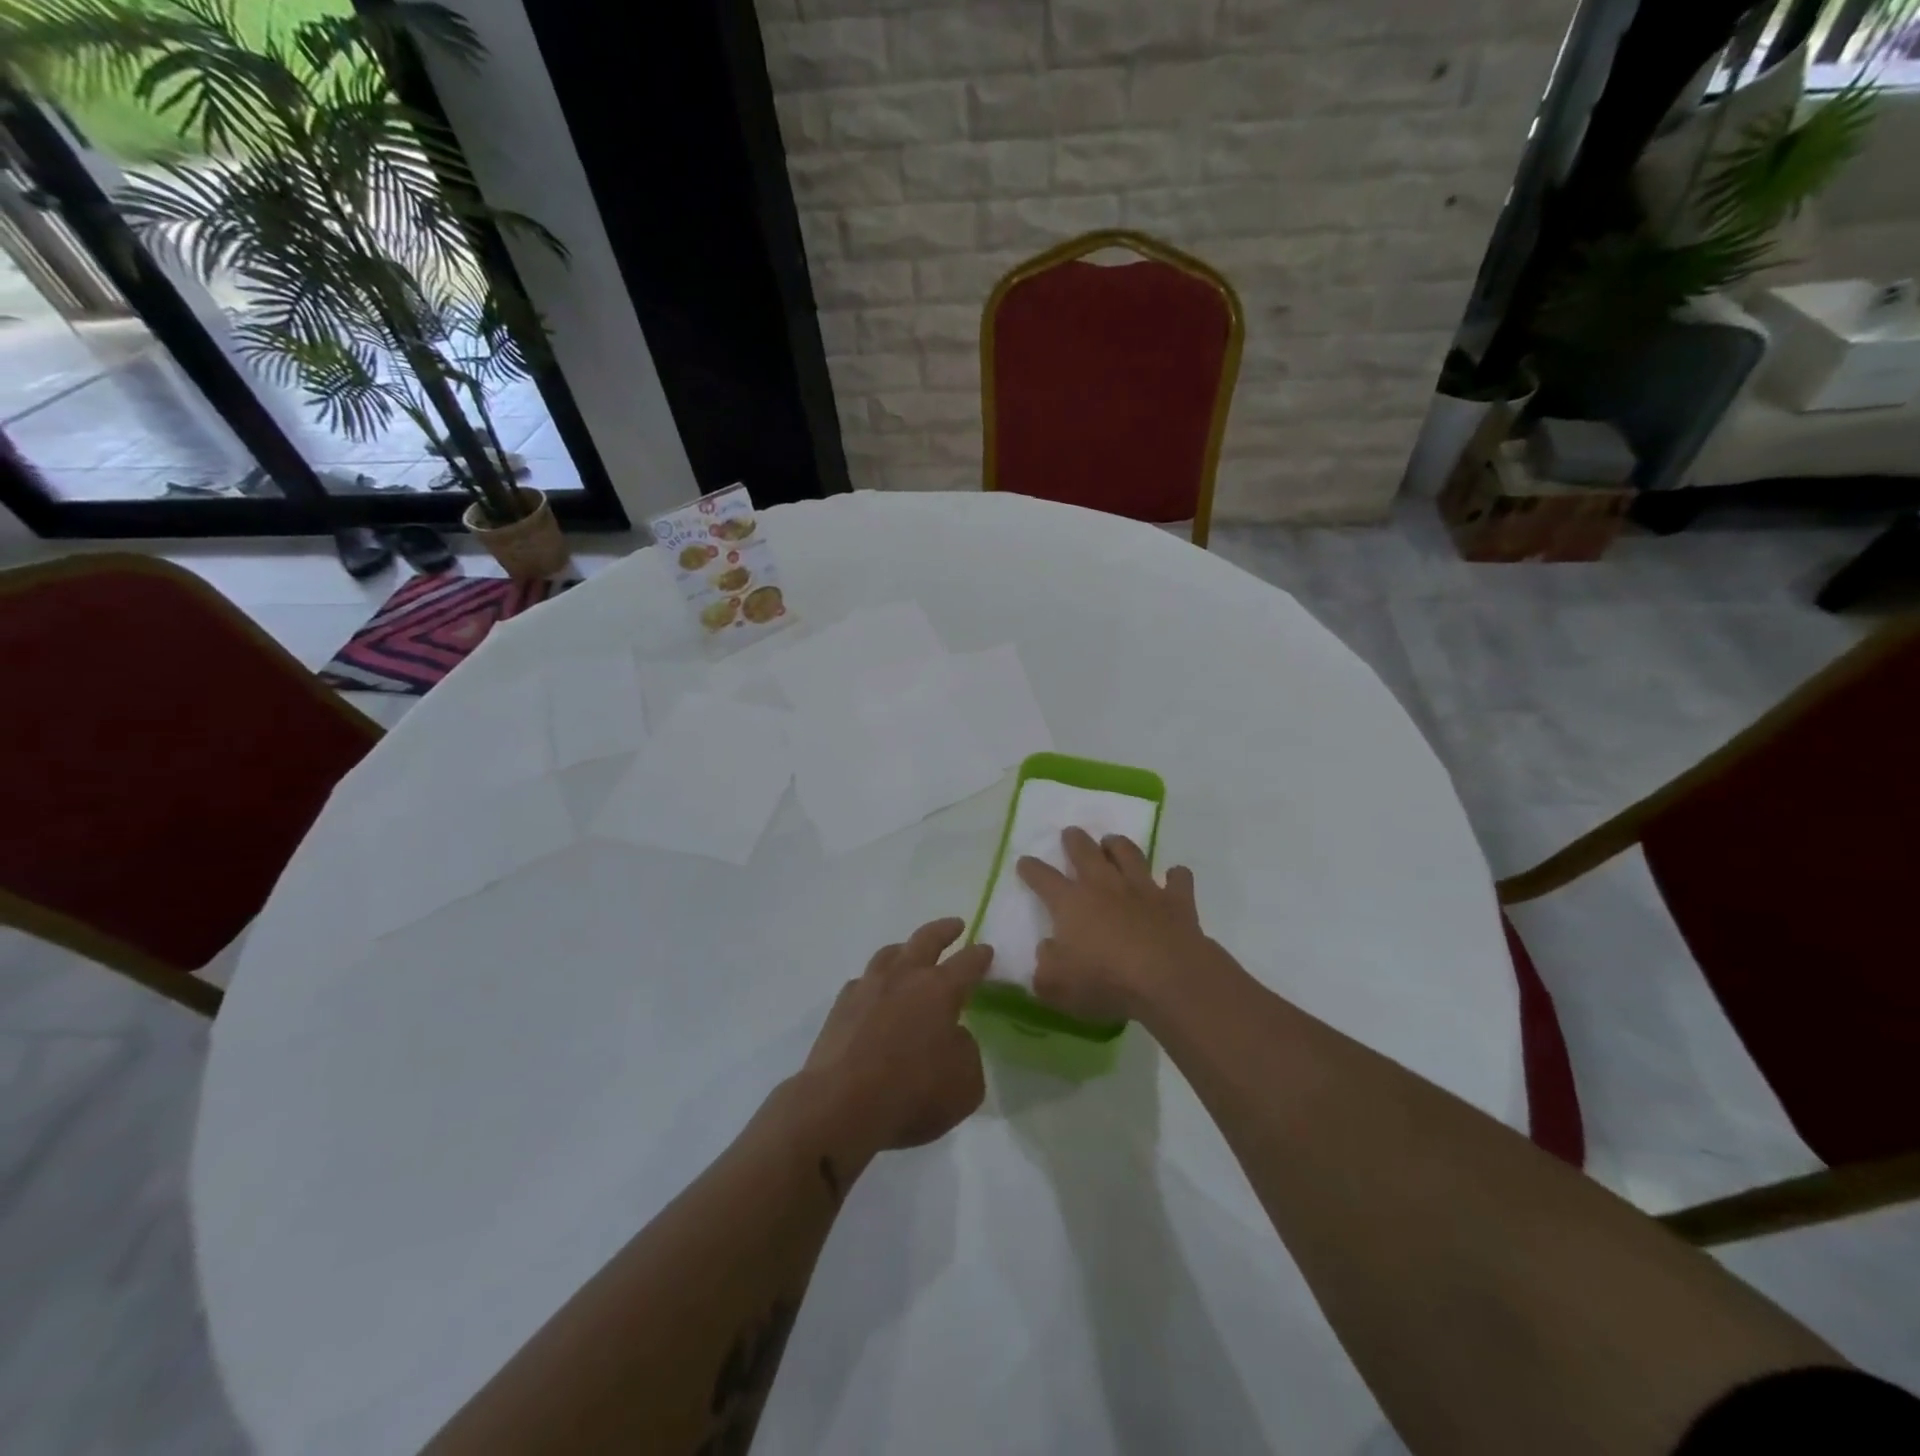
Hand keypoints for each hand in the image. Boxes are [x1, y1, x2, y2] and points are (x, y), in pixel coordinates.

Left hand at [797, 918, 992, 1166]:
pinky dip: (874, 981)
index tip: (986, 950)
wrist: (841, 1105)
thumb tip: (954, 1036)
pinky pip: (862, 982)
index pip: (967, 963)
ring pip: (889, 953)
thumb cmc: (912, 1093)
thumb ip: (966, 1052)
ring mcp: (868, 988)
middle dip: (944, 930)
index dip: (980, 956)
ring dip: (905, 948)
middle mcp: (904, 977)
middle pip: (926, 940)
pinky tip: (875, 992)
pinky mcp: (841, 1006)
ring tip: (909, 950)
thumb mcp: (965, 1083)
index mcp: (940, 990)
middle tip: (955, 925)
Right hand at [1016, 829, 1213, 1023]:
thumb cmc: (1106, 982)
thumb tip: (1047, 949)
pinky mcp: (1177, 901)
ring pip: (1129, 854)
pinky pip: (1177, 879)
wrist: (1168, 979)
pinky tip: (1174, 875)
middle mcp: (1105, 886)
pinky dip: (1175, 876)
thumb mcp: (1057, 985)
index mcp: (1071, 903)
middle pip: (1086, 852)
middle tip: (1071, 833)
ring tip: (1112, 842)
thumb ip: (1045, 967)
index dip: (1031, 868)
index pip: (1043, 878)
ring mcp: (1143, 889)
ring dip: (1119, 845)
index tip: (1024, 861)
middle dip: (1075, 840)